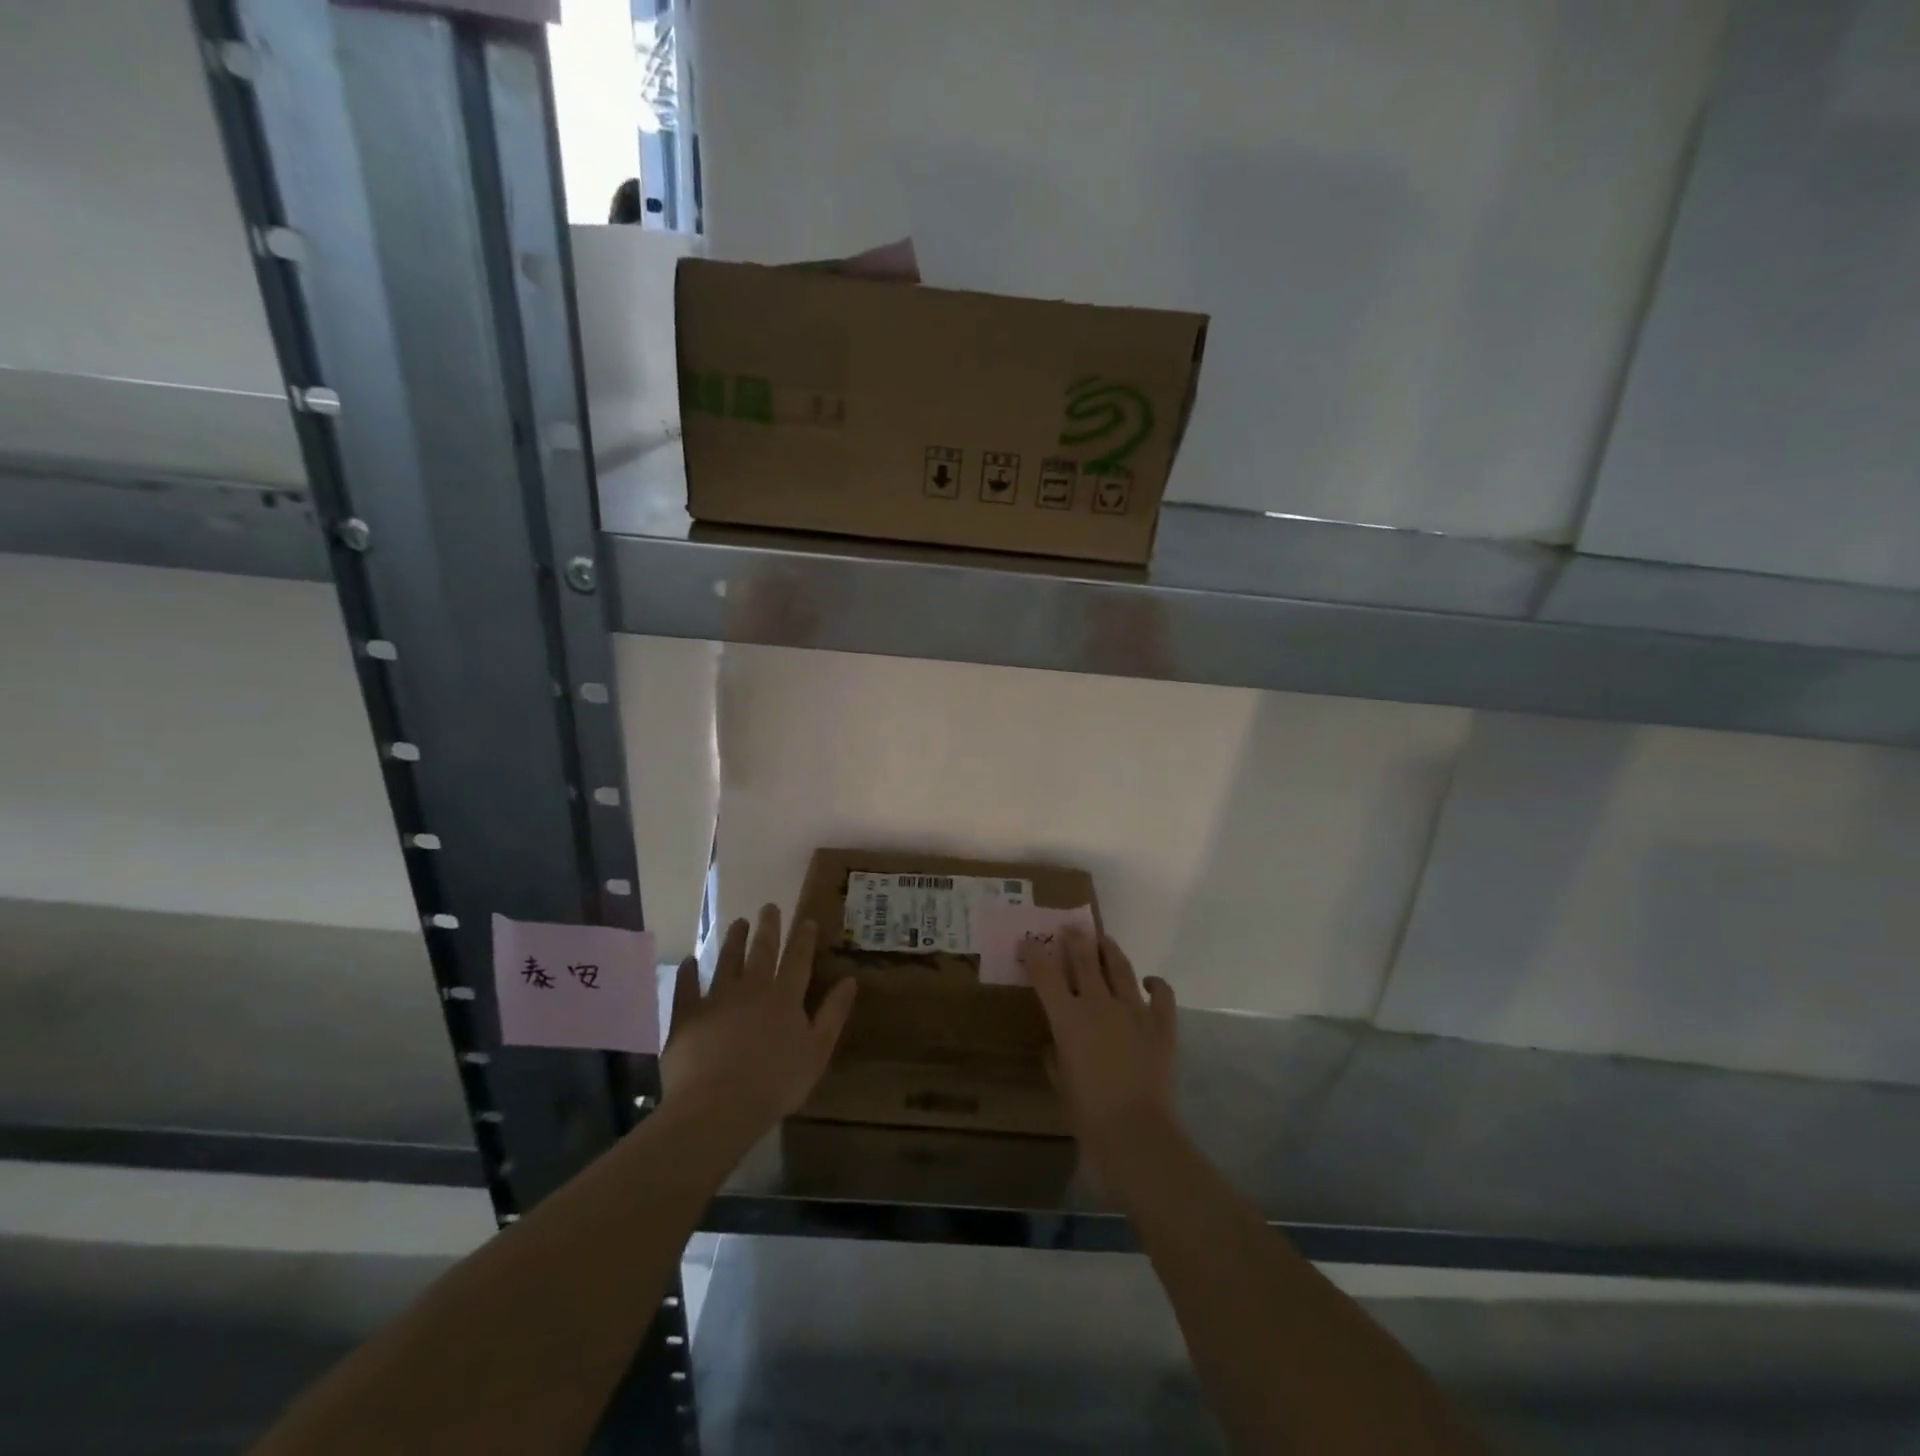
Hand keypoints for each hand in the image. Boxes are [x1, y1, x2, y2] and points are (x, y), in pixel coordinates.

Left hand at [662, 904, 856, 1132]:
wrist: (717, 1106)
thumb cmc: (775, 1083)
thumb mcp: (817, 1051)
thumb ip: (833, 1014)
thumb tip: (850, 981)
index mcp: (785, 997)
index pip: (798, 959)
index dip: (803, 938)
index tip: (806, 920)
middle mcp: (752, 988)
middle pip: (761, 951)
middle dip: (768, 927)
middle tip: (769, 906)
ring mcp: (717, 999)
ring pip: (726, 961)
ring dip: (733, 940)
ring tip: (737, 922)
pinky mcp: (687, 1016)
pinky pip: (687, 987)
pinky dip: (688, 972)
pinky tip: (689, 961)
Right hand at [1021, 928, 1176, 1138]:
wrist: (1135, 1131)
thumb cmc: (1087, 1112)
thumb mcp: (1060, 1081)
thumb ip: (1055, 1056)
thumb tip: (1058, 1043)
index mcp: (1068, 1018)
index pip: (1045, 975)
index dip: (1035, 954)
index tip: (1029, 941)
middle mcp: (1099, 1004)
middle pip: (1085, 959)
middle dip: (1075, 940)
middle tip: (1071, 928)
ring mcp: (1134, 1009)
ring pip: (1120, 967)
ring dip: (1110, 950)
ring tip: (1104, 940)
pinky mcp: (1161, 1023)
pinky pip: (1161, 993)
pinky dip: (1155, 984)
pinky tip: (1148, 982)